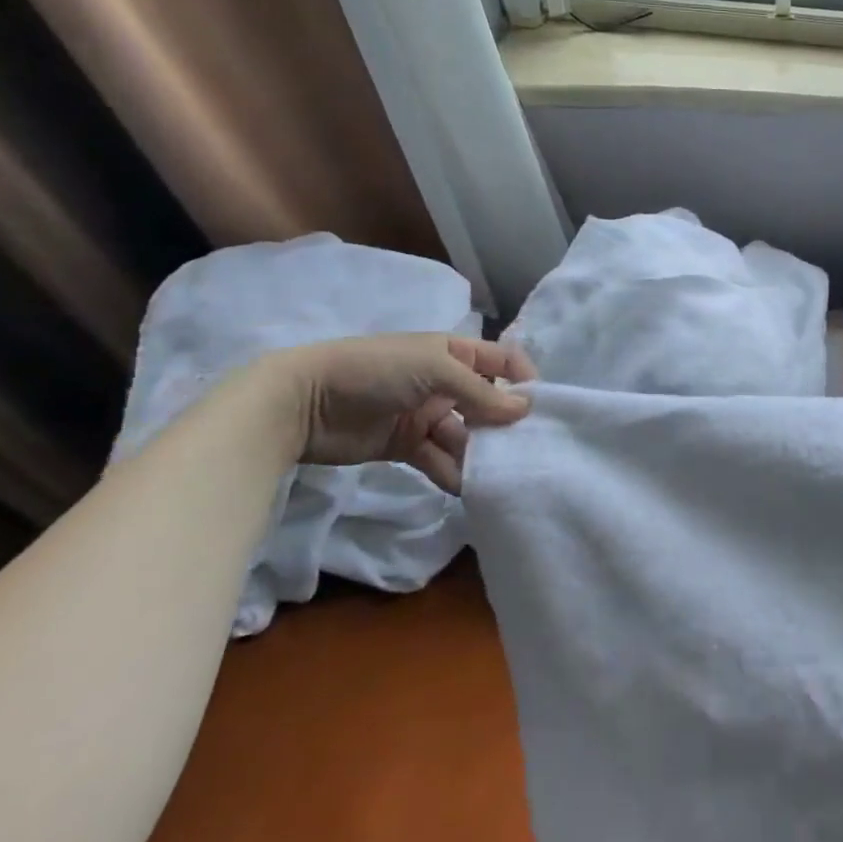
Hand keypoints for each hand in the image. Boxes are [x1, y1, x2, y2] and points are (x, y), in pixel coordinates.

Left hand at [269, 334, 535, 494]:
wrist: (301, 403)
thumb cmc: (374, 370)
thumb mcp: (434, 370)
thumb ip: (481, 392)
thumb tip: (524, 410)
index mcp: (454, 353)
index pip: (503, 362)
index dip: (524, 381)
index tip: (541, 409)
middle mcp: (446, 382)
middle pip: (489, 403)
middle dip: (506, 424)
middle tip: (526, 450)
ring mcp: (426, 414)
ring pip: (466, 435)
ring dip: (481, 453)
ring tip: (498, 475)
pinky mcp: (407, 444)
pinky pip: (440, 458)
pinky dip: (454, 472)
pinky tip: (468, 488)